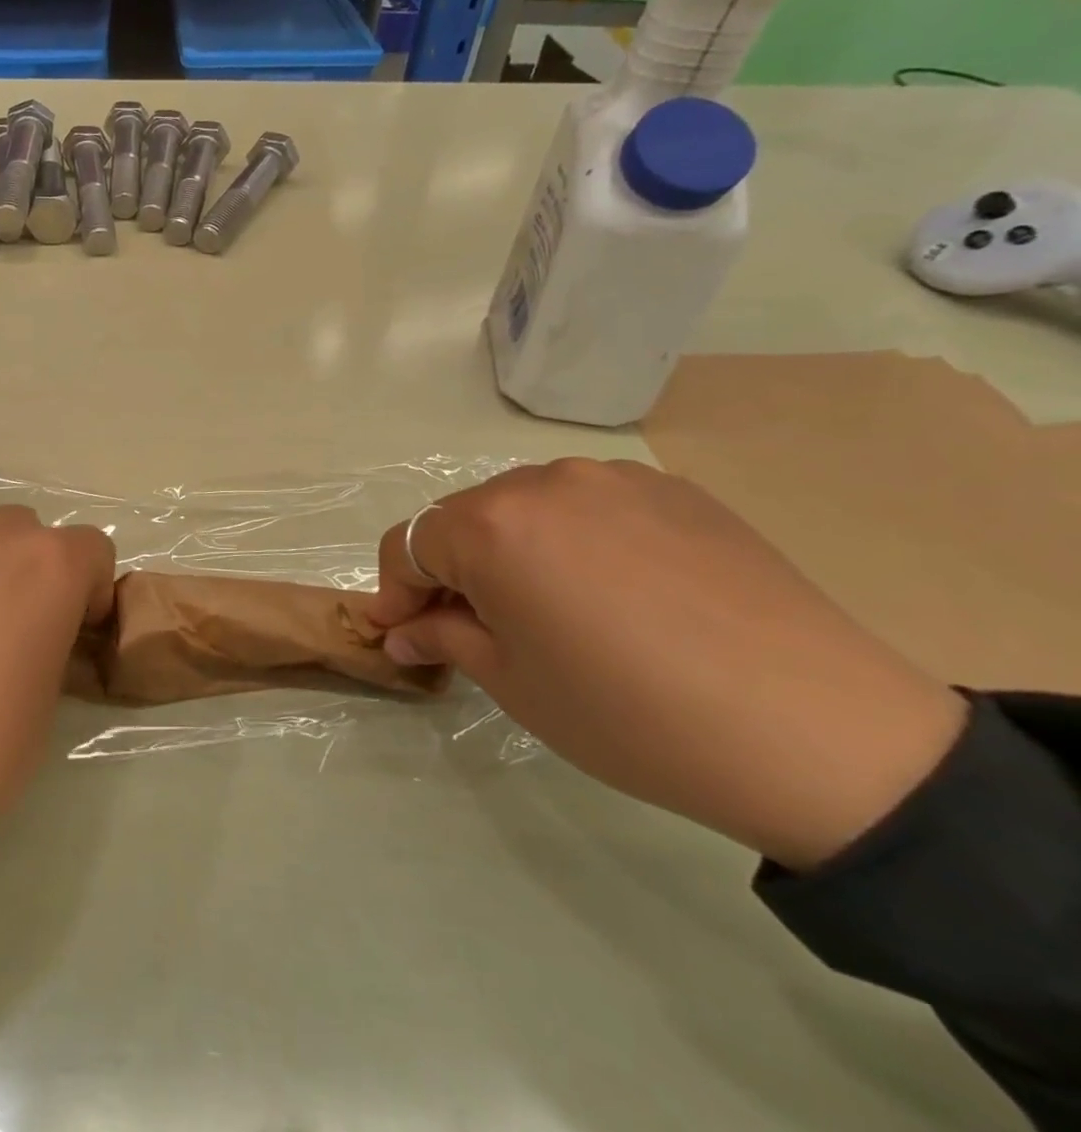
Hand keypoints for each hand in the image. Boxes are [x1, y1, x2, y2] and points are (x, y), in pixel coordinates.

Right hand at [370, 459, 967, 870]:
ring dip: (514, 549)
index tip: (401, 632)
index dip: (394, 589)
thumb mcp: (513, 684)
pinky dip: (575, 538)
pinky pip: (592, 505)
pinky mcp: (674, 488)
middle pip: (465, 518)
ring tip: (551, 608)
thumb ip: (443, 638)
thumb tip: (402, 633)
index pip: (409, 542)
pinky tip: (617, 591)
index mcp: (492, 526)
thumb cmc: (630, 714)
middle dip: (453, 570)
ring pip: (527, 506)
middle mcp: (543, 482)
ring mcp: (613, 478)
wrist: (818, 733)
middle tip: (475, 627)